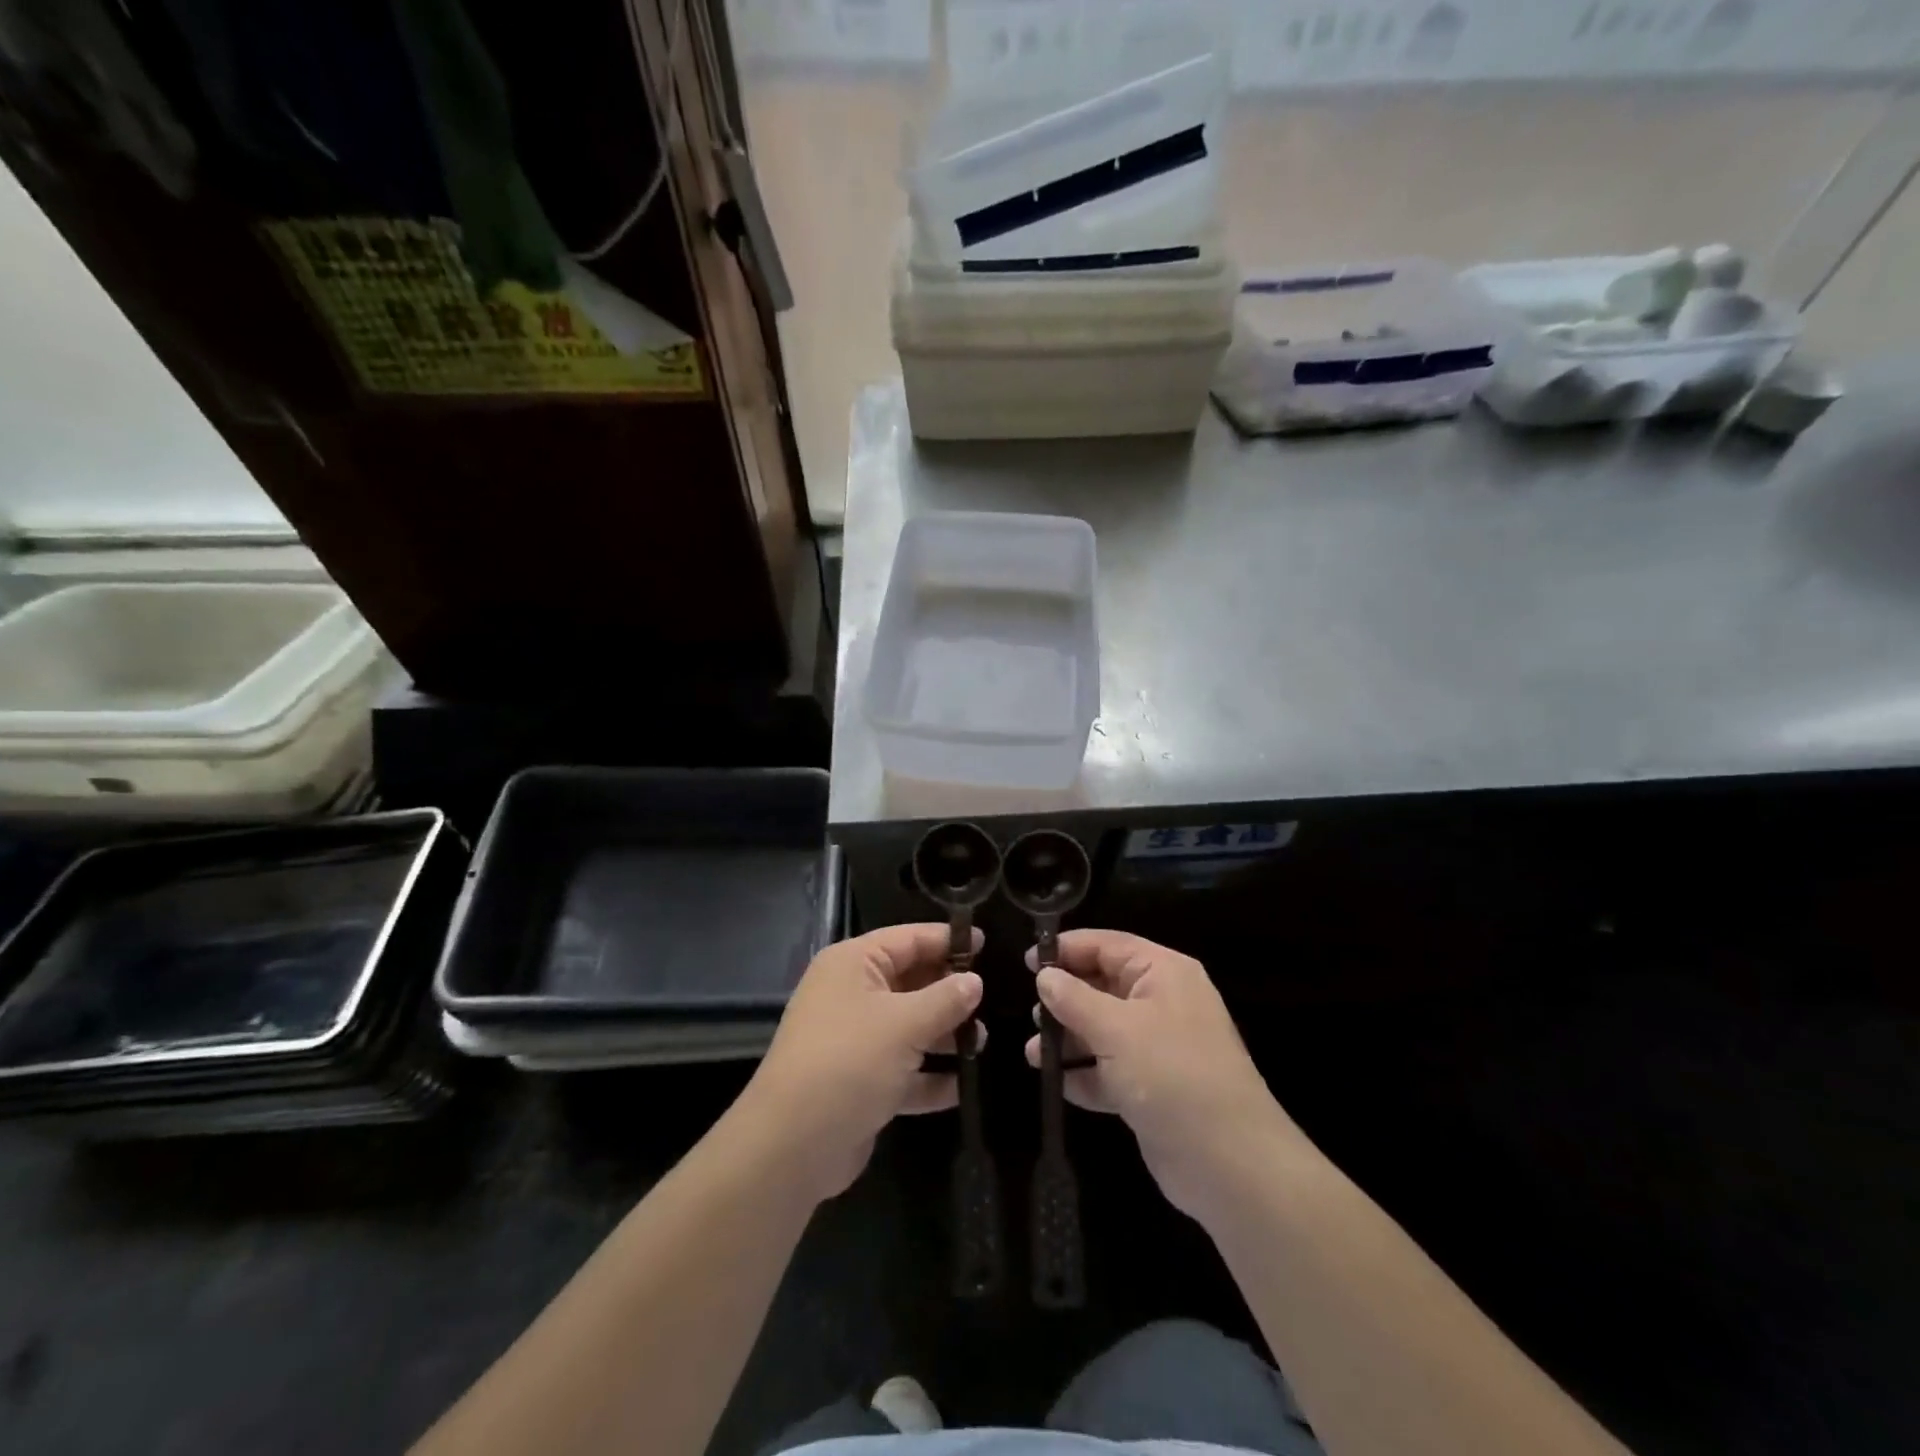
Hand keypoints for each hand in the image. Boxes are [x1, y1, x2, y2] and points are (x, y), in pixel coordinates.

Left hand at [741, 924, 983, 1203]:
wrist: (792, 1146)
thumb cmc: (850, 1063)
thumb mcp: (905, 1024)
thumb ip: (946, 999)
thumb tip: (974, 981)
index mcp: (853, 964)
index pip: (908, 939)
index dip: (948, 941)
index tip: (988, 945)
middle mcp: (851, 994)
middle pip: (910, 982)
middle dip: (949, 992)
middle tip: (994, 1000)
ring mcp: (853, 1040)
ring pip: (908, 1026)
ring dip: (943, 1036)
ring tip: (983, 1043)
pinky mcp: (858, 1082)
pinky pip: (901, 1069)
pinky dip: (928, 1077)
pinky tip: (961, 1087)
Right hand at [1024, 930, 1294, 1219]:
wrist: (1229, 1163)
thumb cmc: (1171, 1075)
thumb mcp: (1116, 1030)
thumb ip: (1074, 999)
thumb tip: (1045, 977)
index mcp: (1163, 973)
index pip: (1108, 945)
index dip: (1067, 950)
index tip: (1027, 962)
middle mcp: (1162, 1003)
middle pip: (1103, 987)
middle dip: (1065, 999)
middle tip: (1032, 1013)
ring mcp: (1158, 1048)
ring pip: (1102, 1030)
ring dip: (1068, 1040)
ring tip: (1033, 1053)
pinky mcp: (1152, 1088)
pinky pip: (1109, 1070)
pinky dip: (1084, 1074)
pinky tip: (1057, 1084)